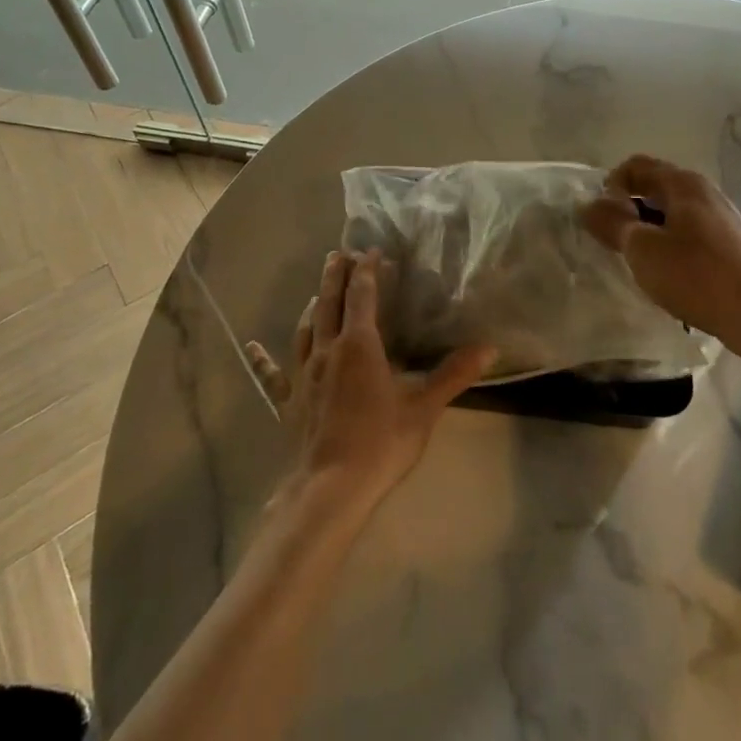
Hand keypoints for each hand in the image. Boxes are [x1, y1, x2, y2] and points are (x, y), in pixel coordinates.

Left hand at [246, 250, 493, 513]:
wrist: (331, 487)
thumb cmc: (381, 442)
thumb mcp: (424, 407)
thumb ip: (454, 374)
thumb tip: (489, 348)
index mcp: (360, 344)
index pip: (362, 295)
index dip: (367, 271)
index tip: (372, 252)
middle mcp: (327, 349)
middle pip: (329, 302)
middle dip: (335, 276)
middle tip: (337, 254)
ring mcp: (303, 374)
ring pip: (306, 329)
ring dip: (313, 306)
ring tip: (318, 293)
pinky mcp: (288, 400)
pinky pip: (272, 374)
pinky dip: (262, 358)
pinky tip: (250, 347)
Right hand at [581, 154, 740, 346]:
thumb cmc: (697, 276)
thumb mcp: (643, 250)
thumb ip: (612, 223)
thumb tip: (588, 205)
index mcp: (683, 184)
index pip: (635, 166)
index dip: (610, 187)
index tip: (602, 221)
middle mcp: (705, 193)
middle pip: (655, 187)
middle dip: (628, 210)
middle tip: (614, 243)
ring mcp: (723, 219)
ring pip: (672, 213)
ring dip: (648, 230)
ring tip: (638, 262)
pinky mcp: (732, 246)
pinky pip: (690, 234)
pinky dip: (670, 246)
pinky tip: (669, 276)